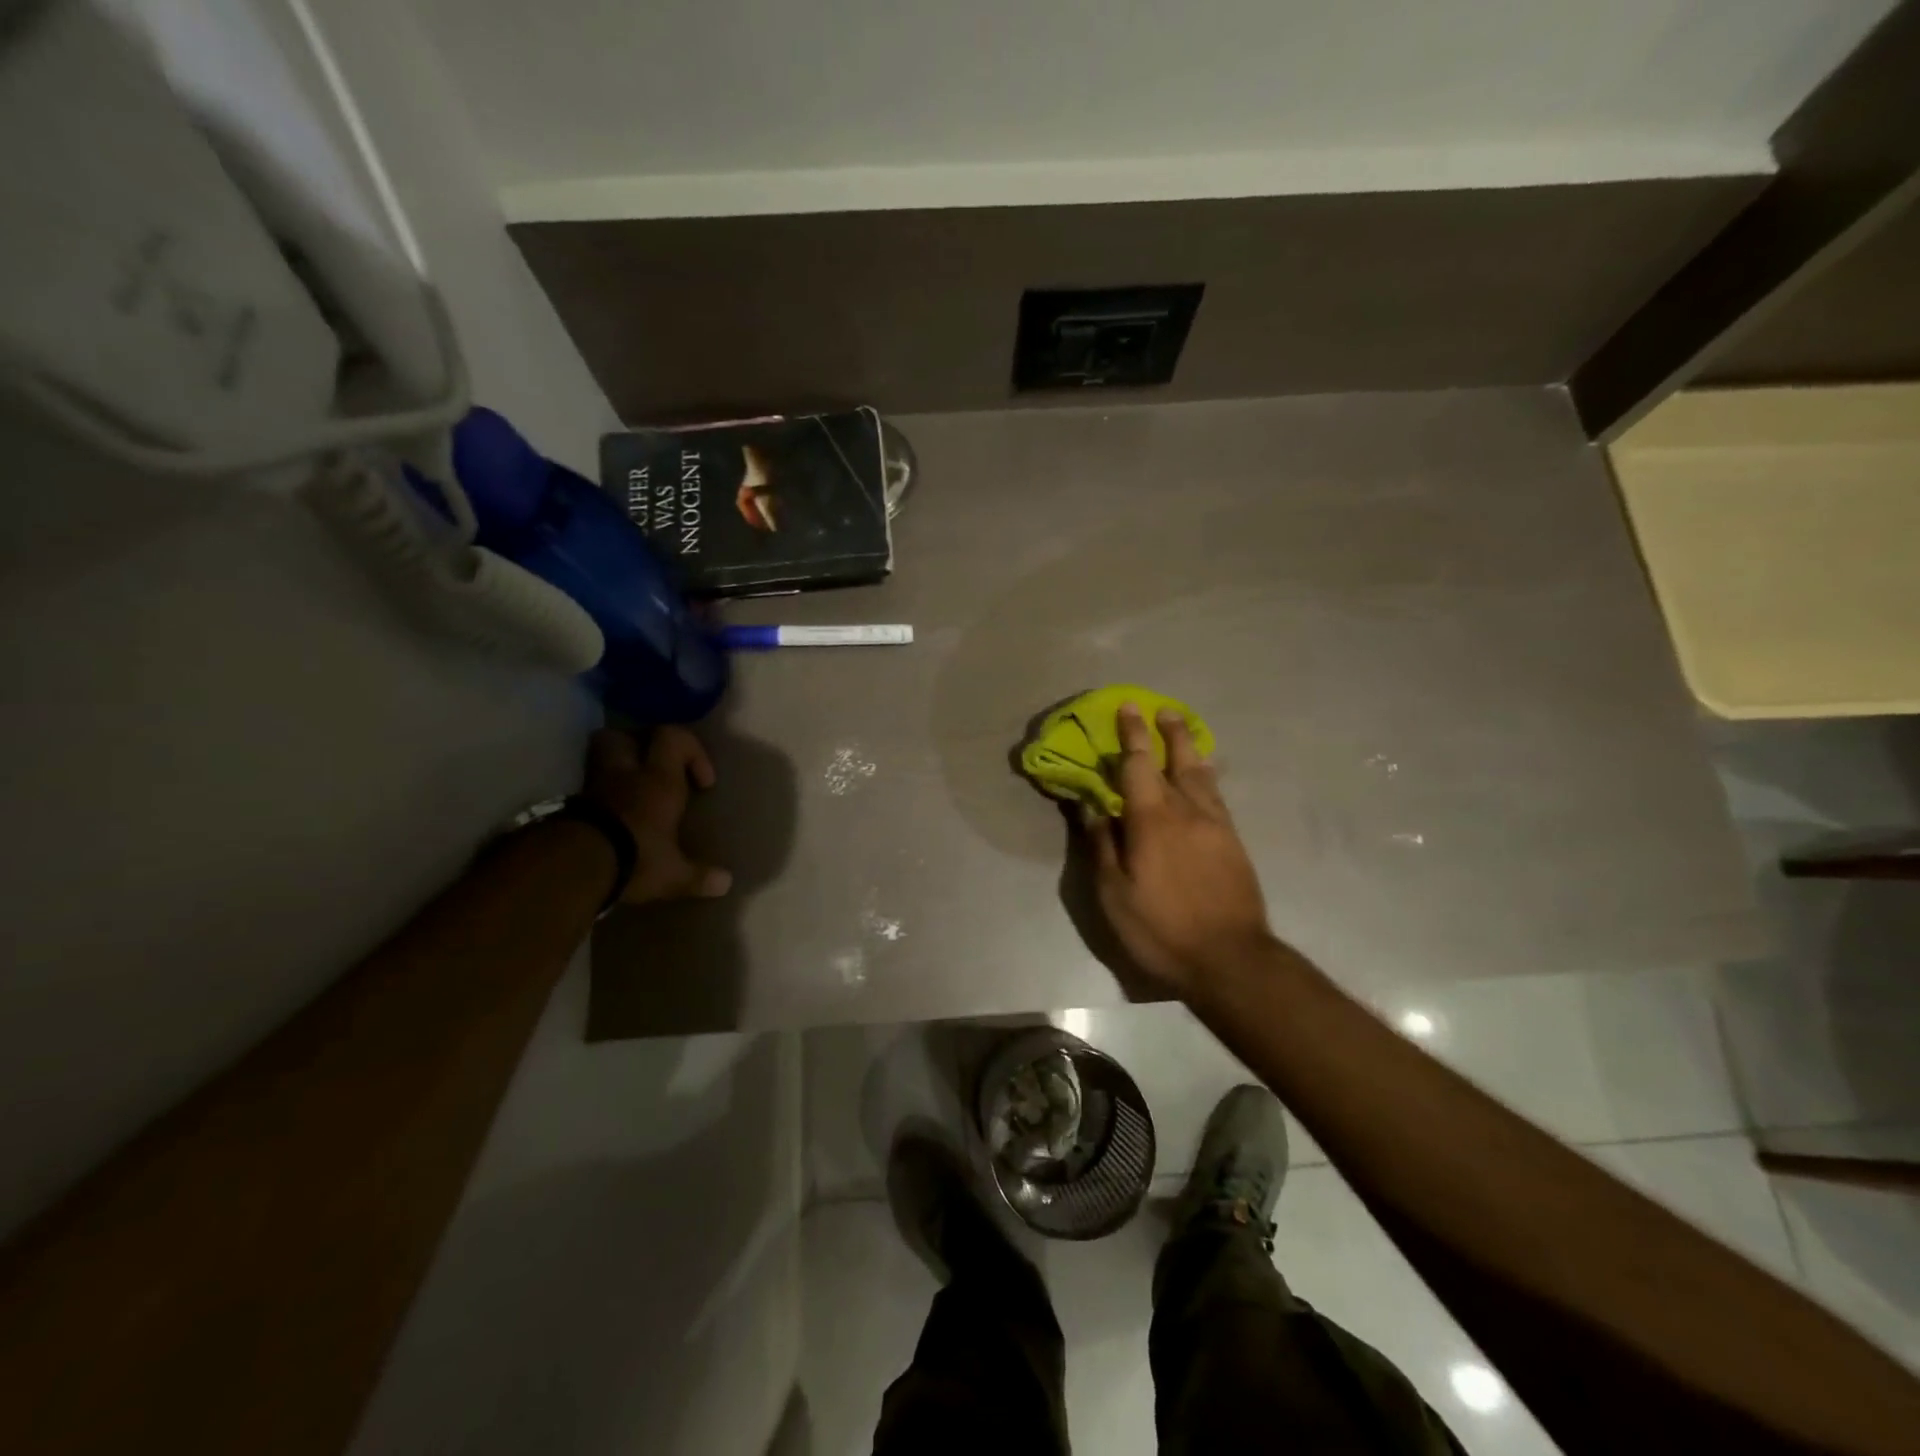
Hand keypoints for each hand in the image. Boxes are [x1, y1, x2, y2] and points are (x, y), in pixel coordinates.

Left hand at [582, 727, 731, 903]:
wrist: (573, 868)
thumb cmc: (636, 858)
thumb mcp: (673, 874)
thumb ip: (699, 876)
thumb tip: (726, 883)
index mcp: (659, 780)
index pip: (673, 737)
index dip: (691, 750)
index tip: (701, 782)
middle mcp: (626, 775)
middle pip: (625, 736)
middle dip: (641, 745)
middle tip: (655, 770)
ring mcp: (594, 788)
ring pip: (601, 758)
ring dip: (617, 768)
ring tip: (632, 792)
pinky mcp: (571, 806)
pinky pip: (589, 789)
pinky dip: (600, 797)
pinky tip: (610, 818)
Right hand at [1081, 703, 1270, 993]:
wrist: (1230, 958)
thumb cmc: (1161, 928)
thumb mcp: (1114, 894)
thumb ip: (1102, 845)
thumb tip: (1091, 806)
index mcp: (1153, 820)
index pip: (1139, 764)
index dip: (1131, 734)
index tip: (1127, 708)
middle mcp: (1188, 812)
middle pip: (1179, 761)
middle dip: (1169, 732)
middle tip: (1162, 710)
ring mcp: (1216, 826)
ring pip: (1203, 775)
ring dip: (1191, 749)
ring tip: (1184, 732)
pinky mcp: (1234, 843)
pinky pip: (1217, 796)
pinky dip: (1207, 776)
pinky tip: (1205, 777)